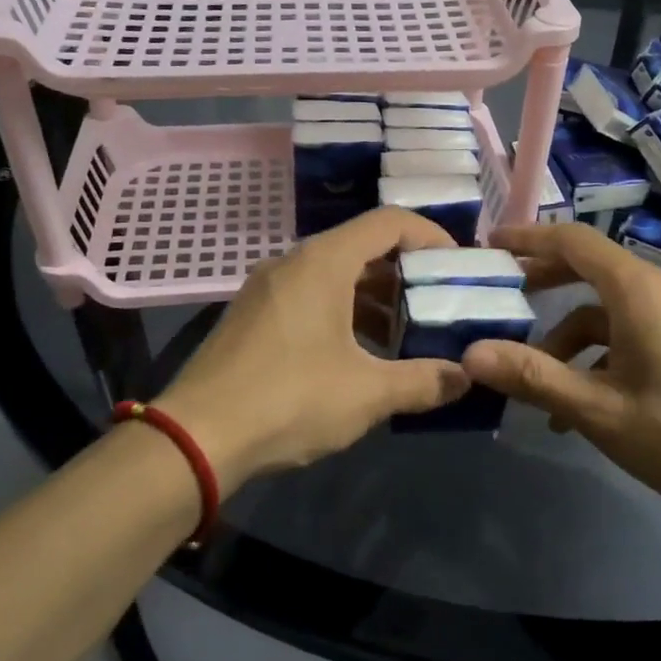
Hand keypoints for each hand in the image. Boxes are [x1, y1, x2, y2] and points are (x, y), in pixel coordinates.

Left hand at [156, 208, 471, 491]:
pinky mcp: (252, 316)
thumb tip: (464, 378)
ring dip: (375, 298)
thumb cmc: (289, 400)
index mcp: (323, 262)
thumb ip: (423, 381)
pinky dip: (343, 313)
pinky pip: (310, 297)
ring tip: (405, 336)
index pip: (389, 222)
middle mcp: (293, 262)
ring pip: (335, 275)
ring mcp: (267, 289)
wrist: (196, 437)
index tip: (458, 268)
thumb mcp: (367, 393)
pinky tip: (358, 356)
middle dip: (406, 274)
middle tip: (438, 305)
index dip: (432, 237)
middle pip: (362, 247)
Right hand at [460, 222, 660, 517]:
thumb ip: (534, 377)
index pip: (573, 241)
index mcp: (637, 290)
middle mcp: (659, 291)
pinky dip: (599, 357)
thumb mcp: (600, 410)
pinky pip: (631, 334)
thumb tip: (471, 354)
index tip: (489, 244)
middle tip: (499, 299)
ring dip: (568, 339)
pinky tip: (581, 407)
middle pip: (589, 269)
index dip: (528, 237)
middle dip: (542, 283)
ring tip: (536, 386)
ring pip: (607, 311)